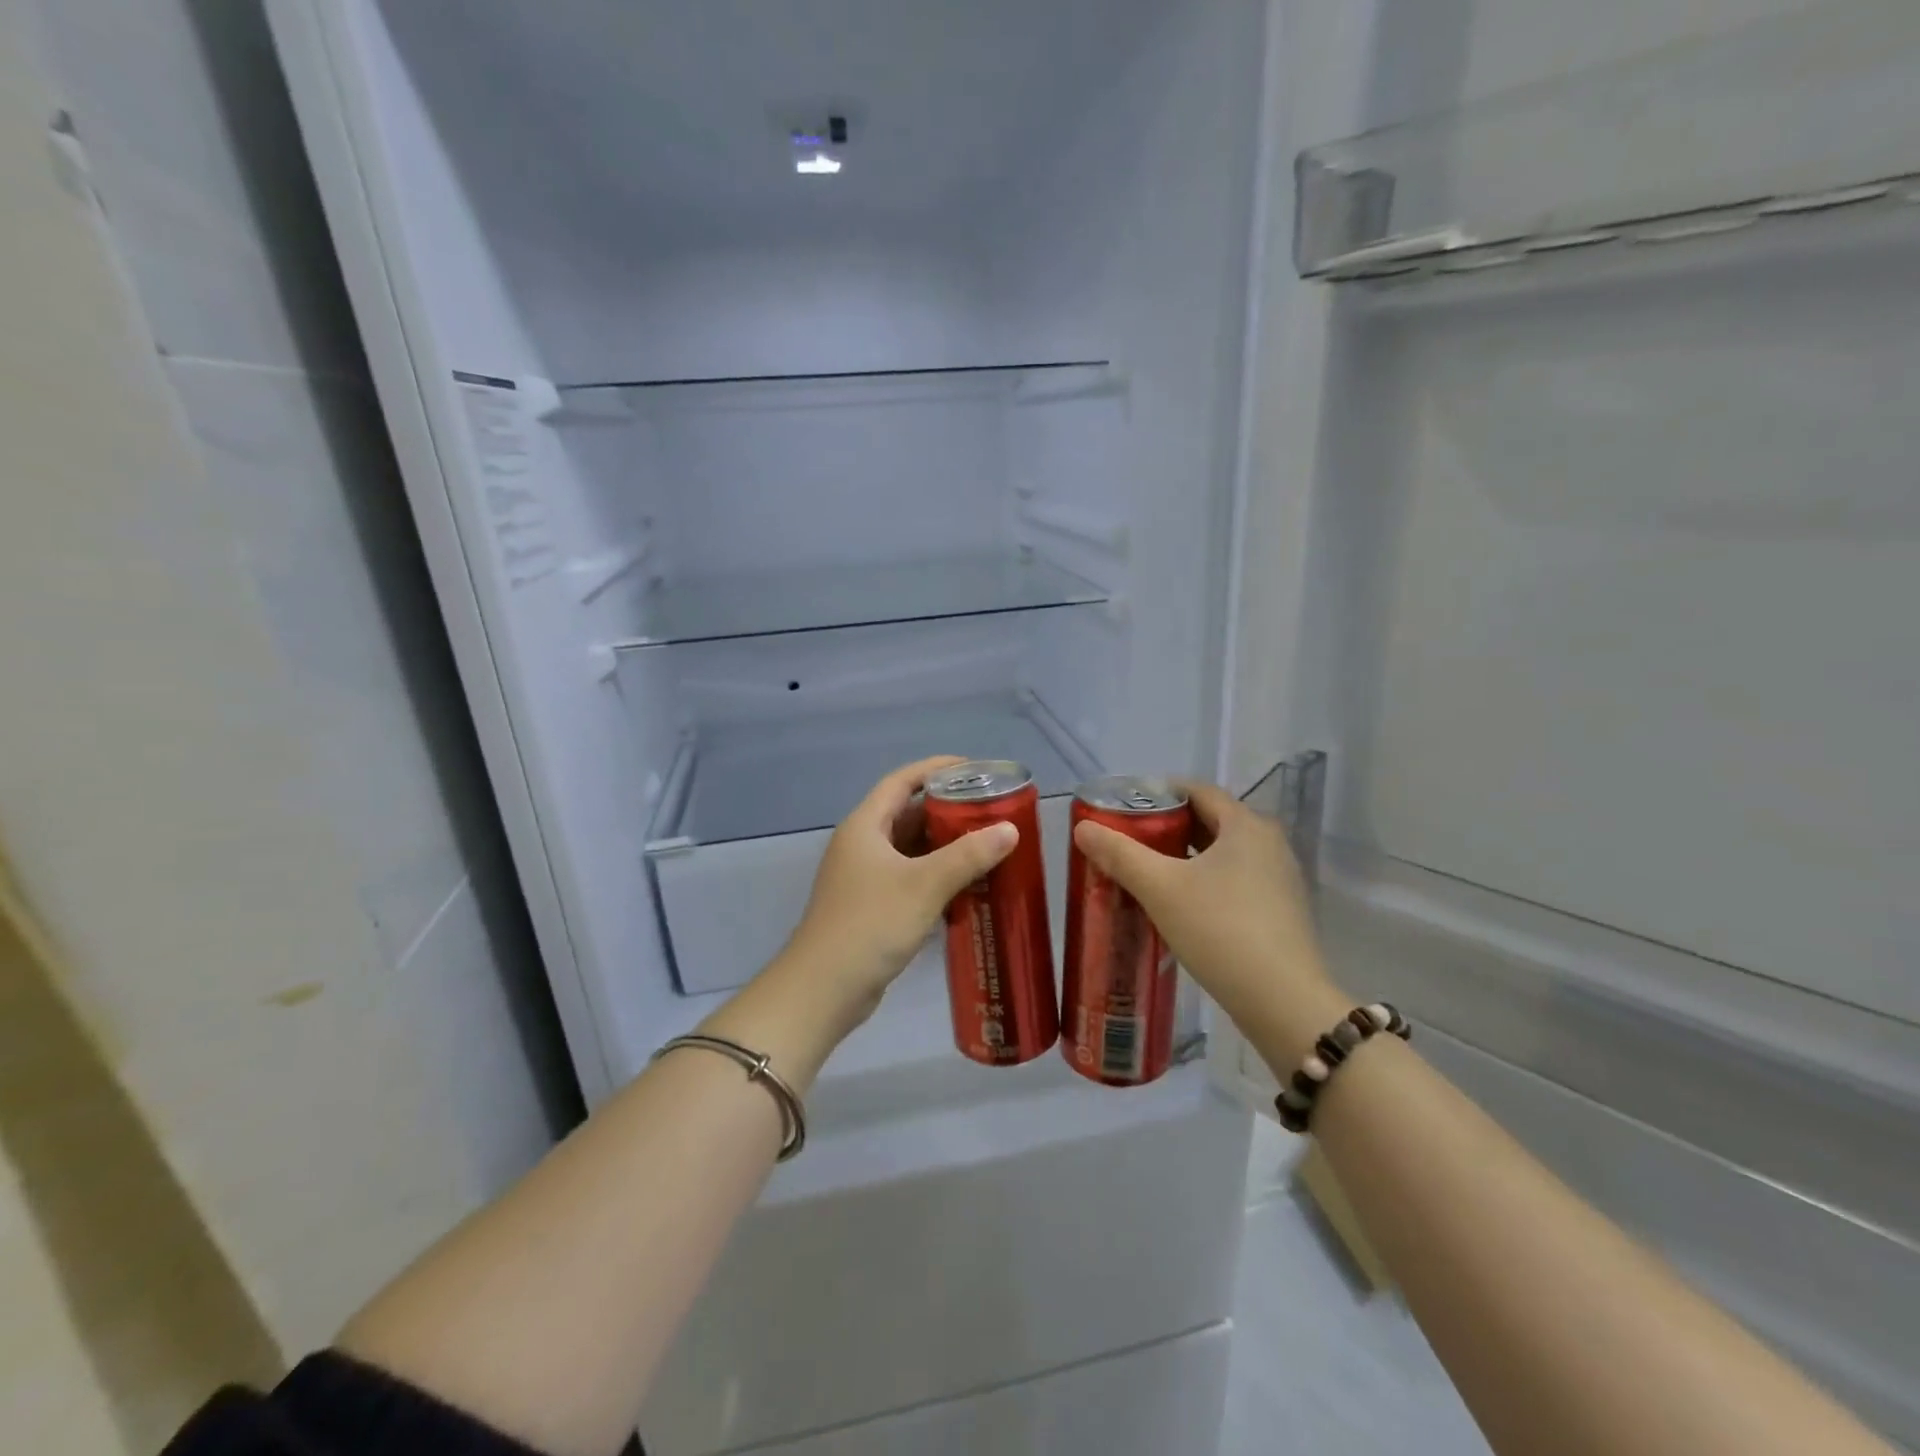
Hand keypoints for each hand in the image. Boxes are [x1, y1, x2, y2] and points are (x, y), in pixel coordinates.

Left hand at [780, 756, 1018, 1025]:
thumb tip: (1009, 829)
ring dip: (945, 845)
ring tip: (988, 844)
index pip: (902, 781)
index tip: (974, 768)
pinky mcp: (872, 906)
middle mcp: (862, 845)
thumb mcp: (924, 885)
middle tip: (990, 810)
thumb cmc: (871, 924)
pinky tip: (967, 885)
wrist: (824, 989)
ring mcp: (864, 877)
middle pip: (908, 814)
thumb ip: (968, 856)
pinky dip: (936, 875)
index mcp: (865, 826)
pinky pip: (909, 877)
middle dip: (948, 810)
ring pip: (911, 849)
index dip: (936, 769)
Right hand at [1072, 780, 1347, 1059]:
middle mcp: (1269, 844)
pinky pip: (1235, 882)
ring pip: (1222, 855)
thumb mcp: (1160, 889)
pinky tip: (1179, 905)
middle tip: (1128, 841)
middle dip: (1167, 828)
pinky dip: (1205, 882)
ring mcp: (1279, 880)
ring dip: (1185, 858)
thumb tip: (1082, 827)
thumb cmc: (1220, 930)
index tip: (1125, 807)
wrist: (1283, 1003)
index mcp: (1245, 825)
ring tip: (1146, 872)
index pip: (1197, 791)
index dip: (1159, 794)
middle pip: (1210, 821)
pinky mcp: (1280, 912)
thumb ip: (1120, 854)